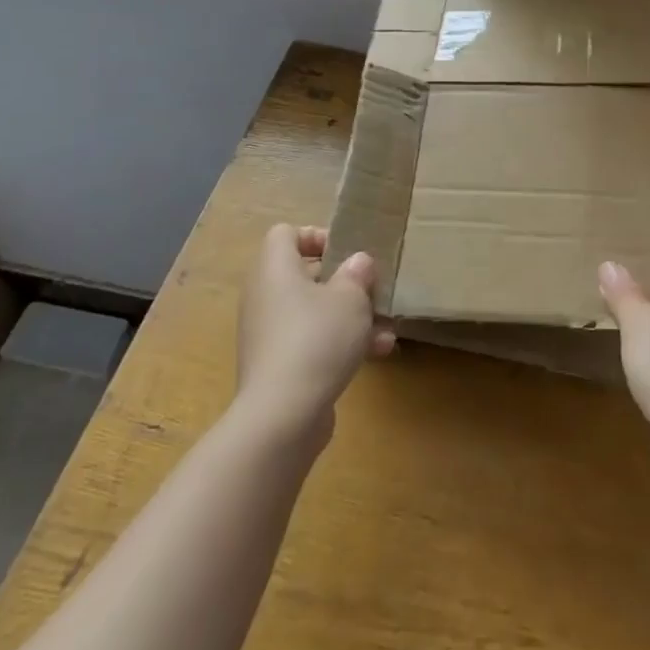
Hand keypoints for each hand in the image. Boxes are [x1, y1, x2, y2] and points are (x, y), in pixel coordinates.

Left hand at [237, 224, 394, 447]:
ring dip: (349, 317)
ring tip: (385, 329)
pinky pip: (310, 341)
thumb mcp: (350, 297)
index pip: (285, 234)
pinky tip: (376, 355)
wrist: (283, 415)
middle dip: (343, 282)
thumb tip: (357, 262)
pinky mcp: (277, 366)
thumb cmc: (317, 338)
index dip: (317, 236)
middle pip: (303, 274)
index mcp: (275, 269)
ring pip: (312, 311)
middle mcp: (264, 296)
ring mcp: (268, 333)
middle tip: (371, 289)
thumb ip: (357, 273)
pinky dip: (338, 343)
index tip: (348, 252)